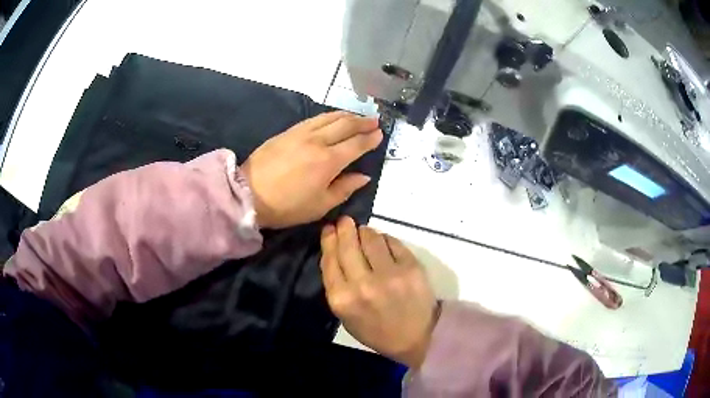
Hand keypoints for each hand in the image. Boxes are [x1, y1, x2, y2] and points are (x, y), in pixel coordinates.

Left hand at [241, 112, 381, 228]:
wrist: (249, 195)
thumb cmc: (287, 206)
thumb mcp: (321, 205)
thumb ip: (345, 188)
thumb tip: (364, 176)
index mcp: (329, 161)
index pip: (356, 144)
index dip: (370, 139)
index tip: (380, 134)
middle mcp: (318, 141)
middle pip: (345, 125)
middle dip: (362, 122)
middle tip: (374, 121)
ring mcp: (301, 133)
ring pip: (329, 118)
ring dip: (347, 115)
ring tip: (357, 116)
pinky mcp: (288, 132)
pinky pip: (313, 119)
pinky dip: (328, 116)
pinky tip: (332, 117)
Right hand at [320, 216, 437, 367]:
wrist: (415, 337)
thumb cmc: (376, 330)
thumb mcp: (345, 316)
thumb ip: (336, 284)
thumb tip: (333, 250)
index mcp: (342, 299)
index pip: (330, 259)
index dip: (329, 240)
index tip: (330, 229)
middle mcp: (362, 284)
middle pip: (348, 245)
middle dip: (344, 228)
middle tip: (345, 221)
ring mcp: (389, 274)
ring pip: (370, 238)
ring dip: (365, 232)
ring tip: (365, 233)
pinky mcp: (411, 267)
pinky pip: (392, 242)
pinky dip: (385, 239)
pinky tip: (383, 243)